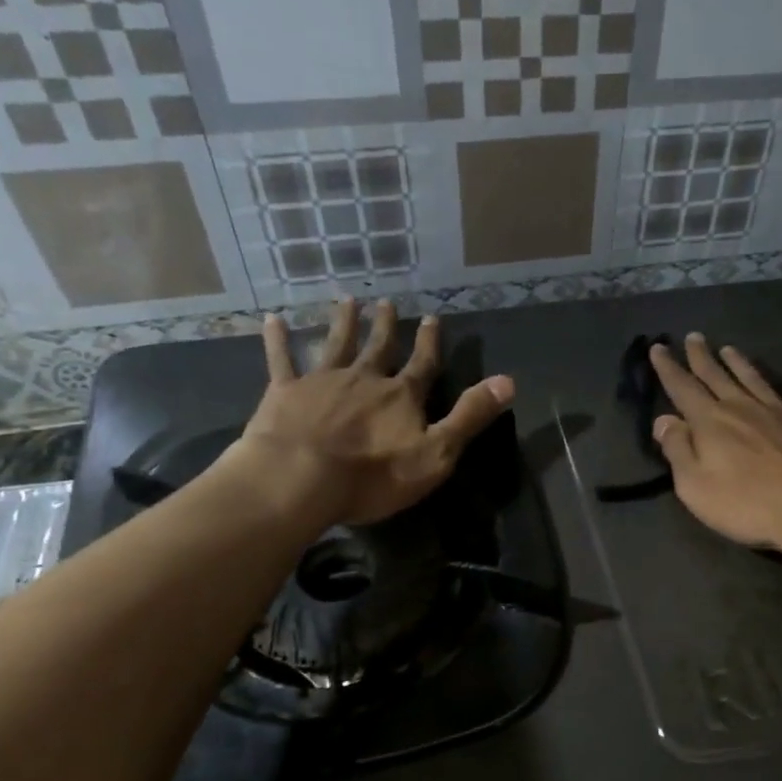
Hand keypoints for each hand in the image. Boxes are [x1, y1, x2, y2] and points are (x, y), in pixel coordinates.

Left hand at [216, 298, 513, 526]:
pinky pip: (282, 360)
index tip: (433, 317)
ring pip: (336, 344)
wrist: (299, 479)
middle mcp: (364, 379)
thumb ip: (470, 416)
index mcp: (401, 396)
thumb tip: (508, 381)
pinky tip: (273, 320)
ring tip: (348, 300)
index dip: (430, 342)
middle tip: (387, 303)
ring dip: (344, 322)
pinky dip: (278, 340)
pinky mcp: (285, 393)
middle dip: (386, 326)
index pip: (422, 364)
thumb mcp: (436, 453)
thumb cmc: (372, 475)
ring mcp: (322, 382)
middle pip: (379, 347)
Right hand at [649, 334, 781, 556]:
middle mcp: (744, 408)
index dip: (669, 368)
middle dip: (702, 357)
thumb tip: (664, 420)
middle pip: (718, 377)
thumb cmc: (747, 504)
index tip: (658, 347)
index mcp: (712, 422)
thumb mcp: (695, 486)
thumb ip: (678, 450)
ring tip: (729, 348)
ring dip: (740, 364)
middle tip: (694, 337)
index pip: (683, 388)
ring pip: (756, 381)